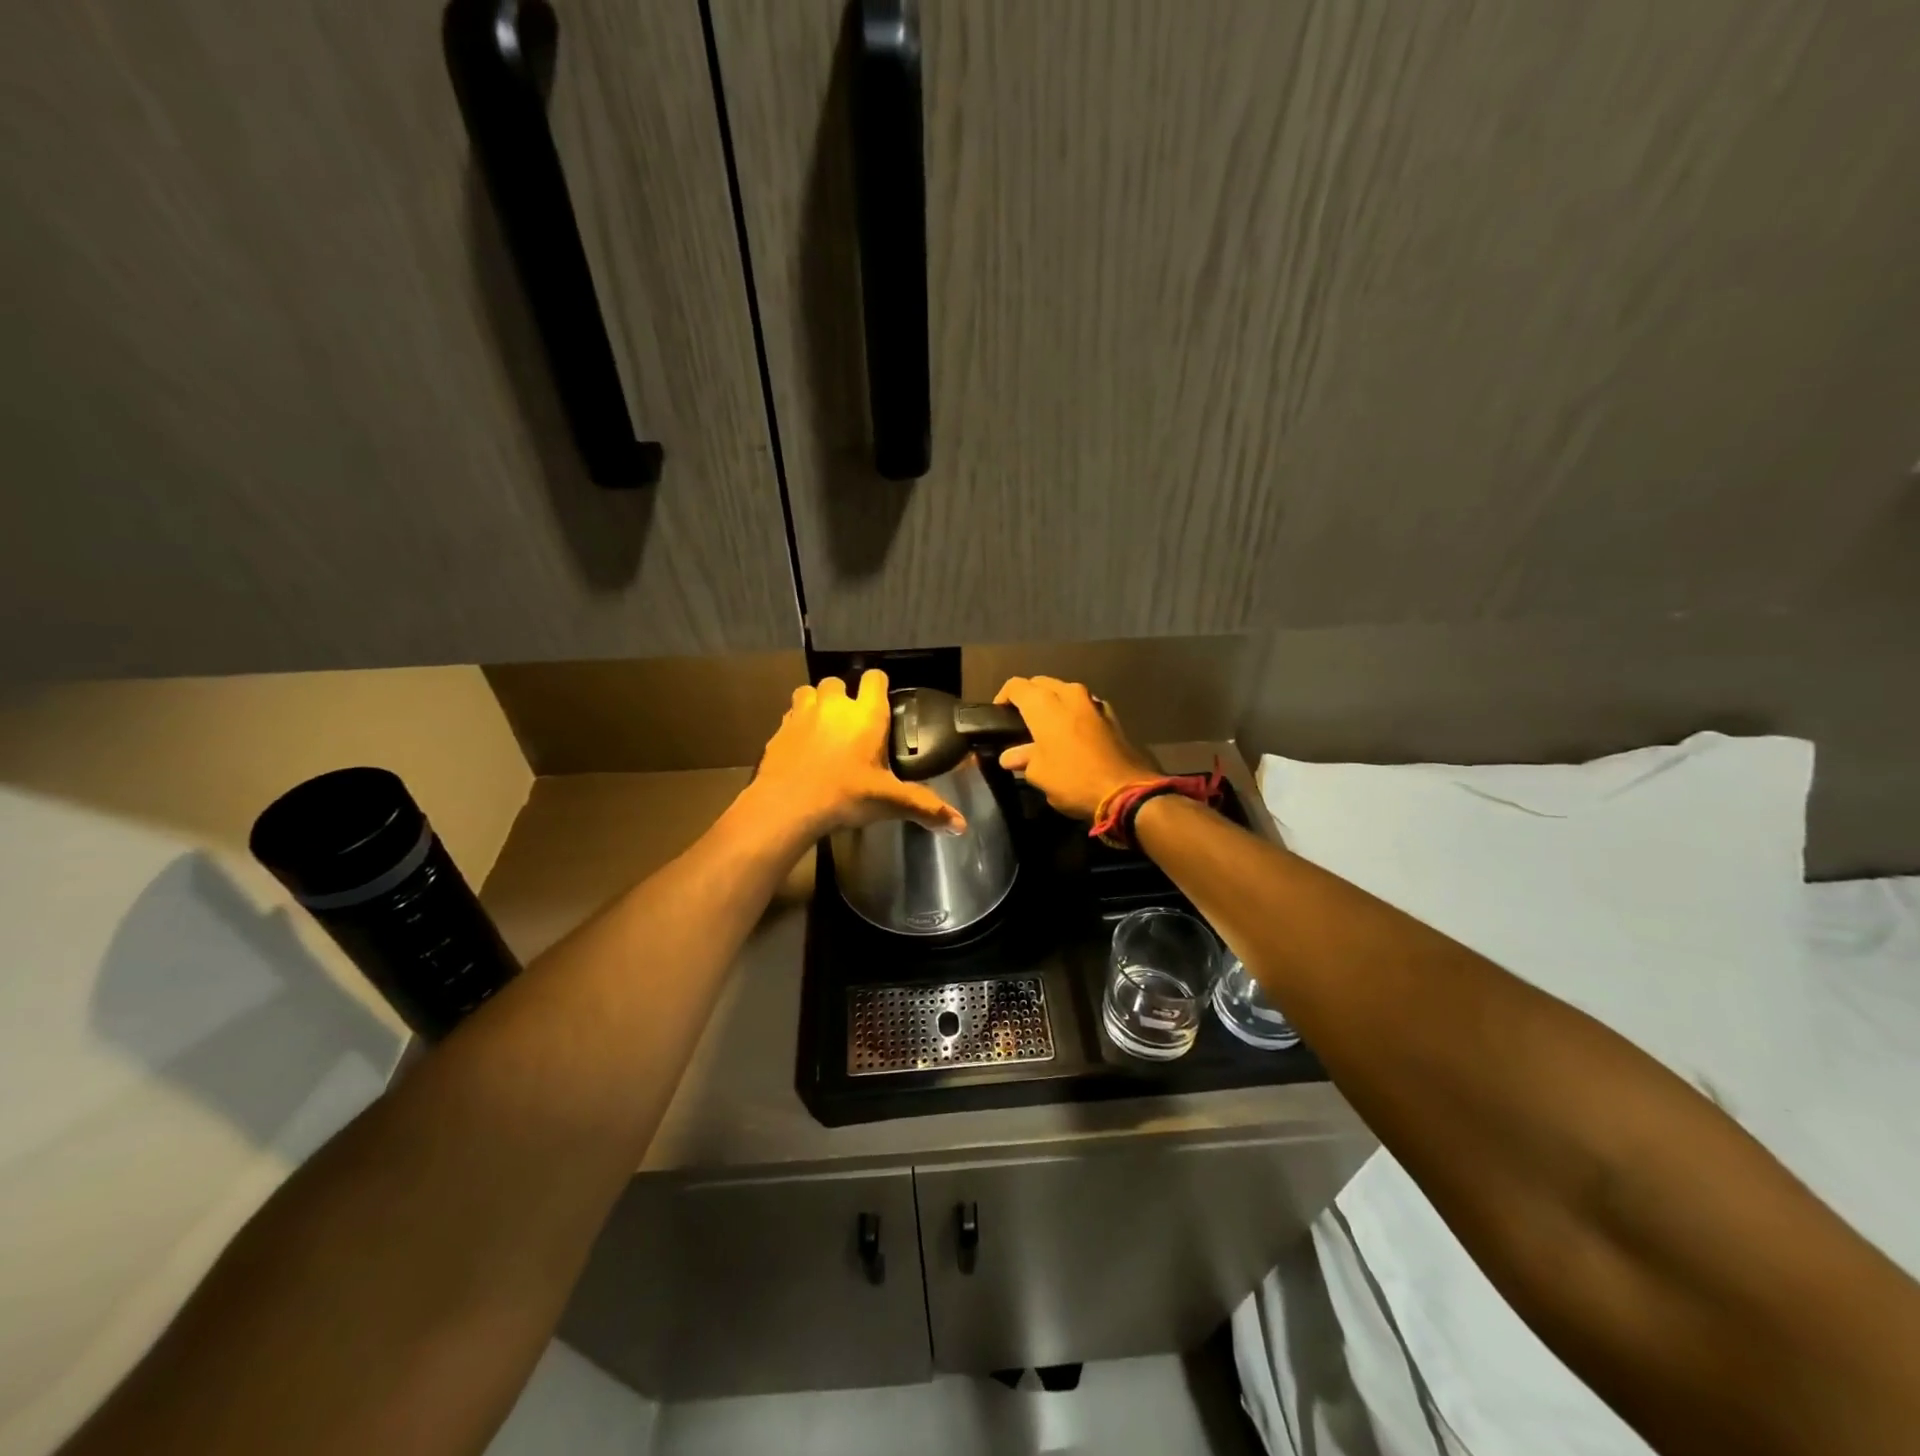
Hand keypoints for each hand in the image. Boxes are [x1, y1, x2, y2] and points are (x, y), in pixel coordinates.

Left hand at [745, 671, 964, 839]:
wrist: (787, 805)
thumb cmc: (845, 795)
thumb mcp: (889, 802)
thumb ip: (925, 807)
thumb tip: (962, 825)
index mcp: (865, 714)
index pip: (875, 678)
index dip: (879, 686)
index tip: (882, 703)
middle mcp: (834, 704)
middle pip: (838, 681)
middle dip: (844, 696)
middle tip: (852, 723)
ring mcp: (802, 713)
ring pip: (809, 692)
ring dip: (817, 703)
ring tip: (824, 728)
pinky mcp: (780, 729)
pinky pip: (790, 715)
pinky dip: (797, 724)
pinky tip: (802, 746)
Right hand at [994, 676, 1159, 820]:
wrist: (1126, 790)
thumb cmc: (1073, 779)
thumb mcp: (1039, 774)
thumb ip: (1023, 758)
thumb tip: (1011, 756)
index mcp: (1044, 704)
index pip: (1016, 686)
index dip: (1003, 697)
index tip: (998, 715)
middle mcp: (1069, 694)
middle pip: (1041, 683)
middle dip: (1029, 696)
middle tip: (1020, 719)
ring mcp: (1093, 702)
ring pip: (1065, 691)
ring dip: (1053, 702)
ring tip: (1045, 725)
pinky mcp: (1111, 715)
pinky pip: (1084, 705)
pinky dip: (1073, 712)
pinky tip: (1071, 732)